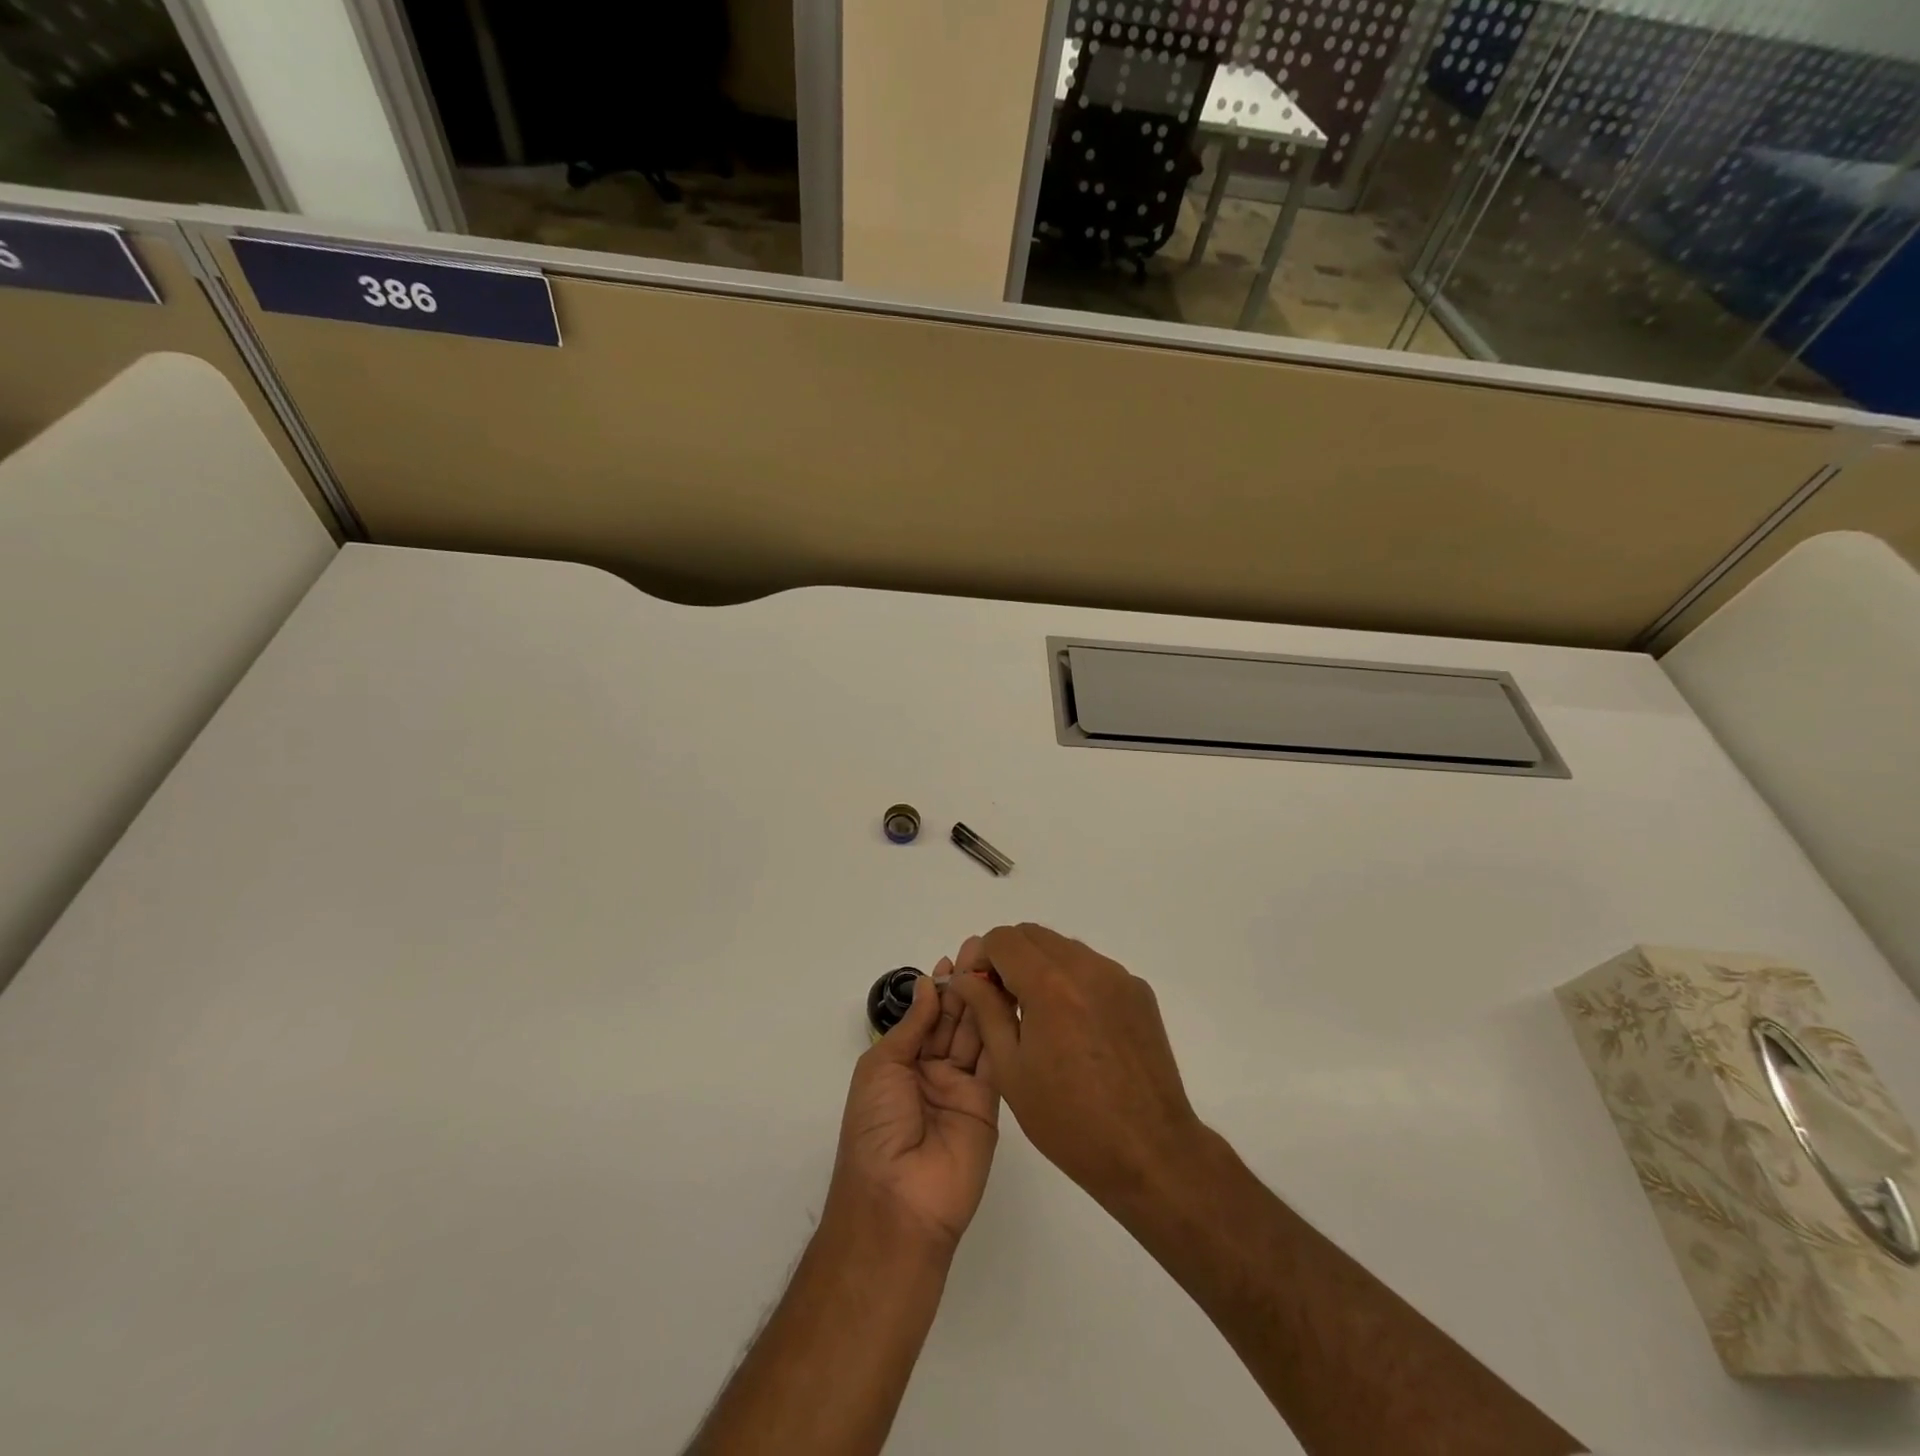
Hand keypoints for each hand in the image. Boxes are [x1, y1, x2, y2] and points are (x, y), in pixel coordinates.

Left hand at [827, 961, 998, 1254]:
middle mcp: (933, 1072)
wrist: (899, 1201)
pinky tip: (1009, 1000)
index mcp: (901, 1064)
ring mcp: (962, 1088)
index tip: (955, 957)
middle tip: (983, 950)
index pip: (925, 1017)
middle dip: (965, 985)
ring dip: (985, 1000)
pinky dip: (1002, 1030)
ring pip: (976, 1035)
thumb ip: (912, 1026)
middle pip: (953, 1021)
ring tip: (998, 965)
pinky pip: (995, 1061)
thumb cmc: (876, 1128)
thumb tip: (928, 986)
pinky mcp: (990, 1104)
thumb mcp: (881, 1067)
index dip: (939, 988)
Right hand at [947, 925, 1201, 1208]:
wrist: (1150, 1152)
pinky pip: (1094, 968)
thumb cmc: (1069, 1120)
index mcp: (1050, 984)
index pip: (1003, 939)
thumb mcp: (1011, 1070)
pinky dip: (1074, 981)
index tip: (980, 990)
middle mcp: (1087, 967)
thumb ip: (986, 1011)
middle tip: (1004, 1002)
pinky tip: (1076, 1029)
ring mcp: (1118, 977)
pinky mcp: (1139, 992)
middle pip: (1034, 935)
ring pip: (1065, 948)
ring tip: (1040, 1018)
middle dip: (1010, 958)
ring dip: (1042, 966)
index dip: (983, 958)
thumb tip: (967, 977)